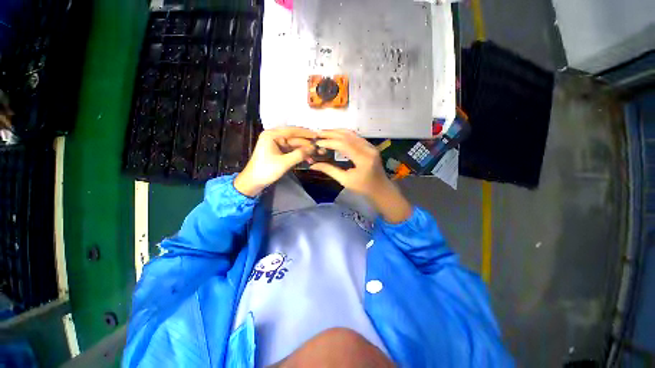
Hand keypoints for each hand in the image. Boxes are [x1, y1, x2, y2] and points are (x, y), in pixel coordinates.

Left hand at [234, 126, 316, 196]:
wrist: (253, 181)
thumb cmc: (266, 170)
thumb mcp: (284, 163)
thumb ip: (299, 154)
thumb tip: (312, 149)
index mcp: (272, 135)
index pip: (292, 131)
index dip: (306, 133)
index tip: (317, 136)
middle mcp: (274, 136)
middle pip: (294, 138)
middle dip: (306, 144)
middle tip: (318, 149)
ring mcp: (276, 144)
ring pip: (294, 145)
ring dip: (303, 151)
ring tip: (314, 156)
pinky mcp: (278, 151)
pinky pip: (291, 150)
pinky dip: (299, 154)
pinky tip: (307, 159)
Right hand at [310, 129, 411, 222]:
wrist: (380, 189)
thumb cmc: (363, 188)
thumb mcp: (345, 181)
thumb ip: (329, 170)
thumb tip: (313, 165)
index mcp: (363, 159)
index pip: (344, 145)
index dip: (329, 142)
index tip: (317, 143)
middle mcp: (368, 149)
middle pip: (348, 136)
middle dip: (331, 133)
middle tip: (318, 133)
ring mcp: (371, 146)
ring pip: (352, 134)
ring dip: (337, 132)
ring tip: (324, 132)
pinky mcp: (370, 146)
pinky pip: (356, 136)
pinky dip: (344, 134)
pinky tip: (336, 135)